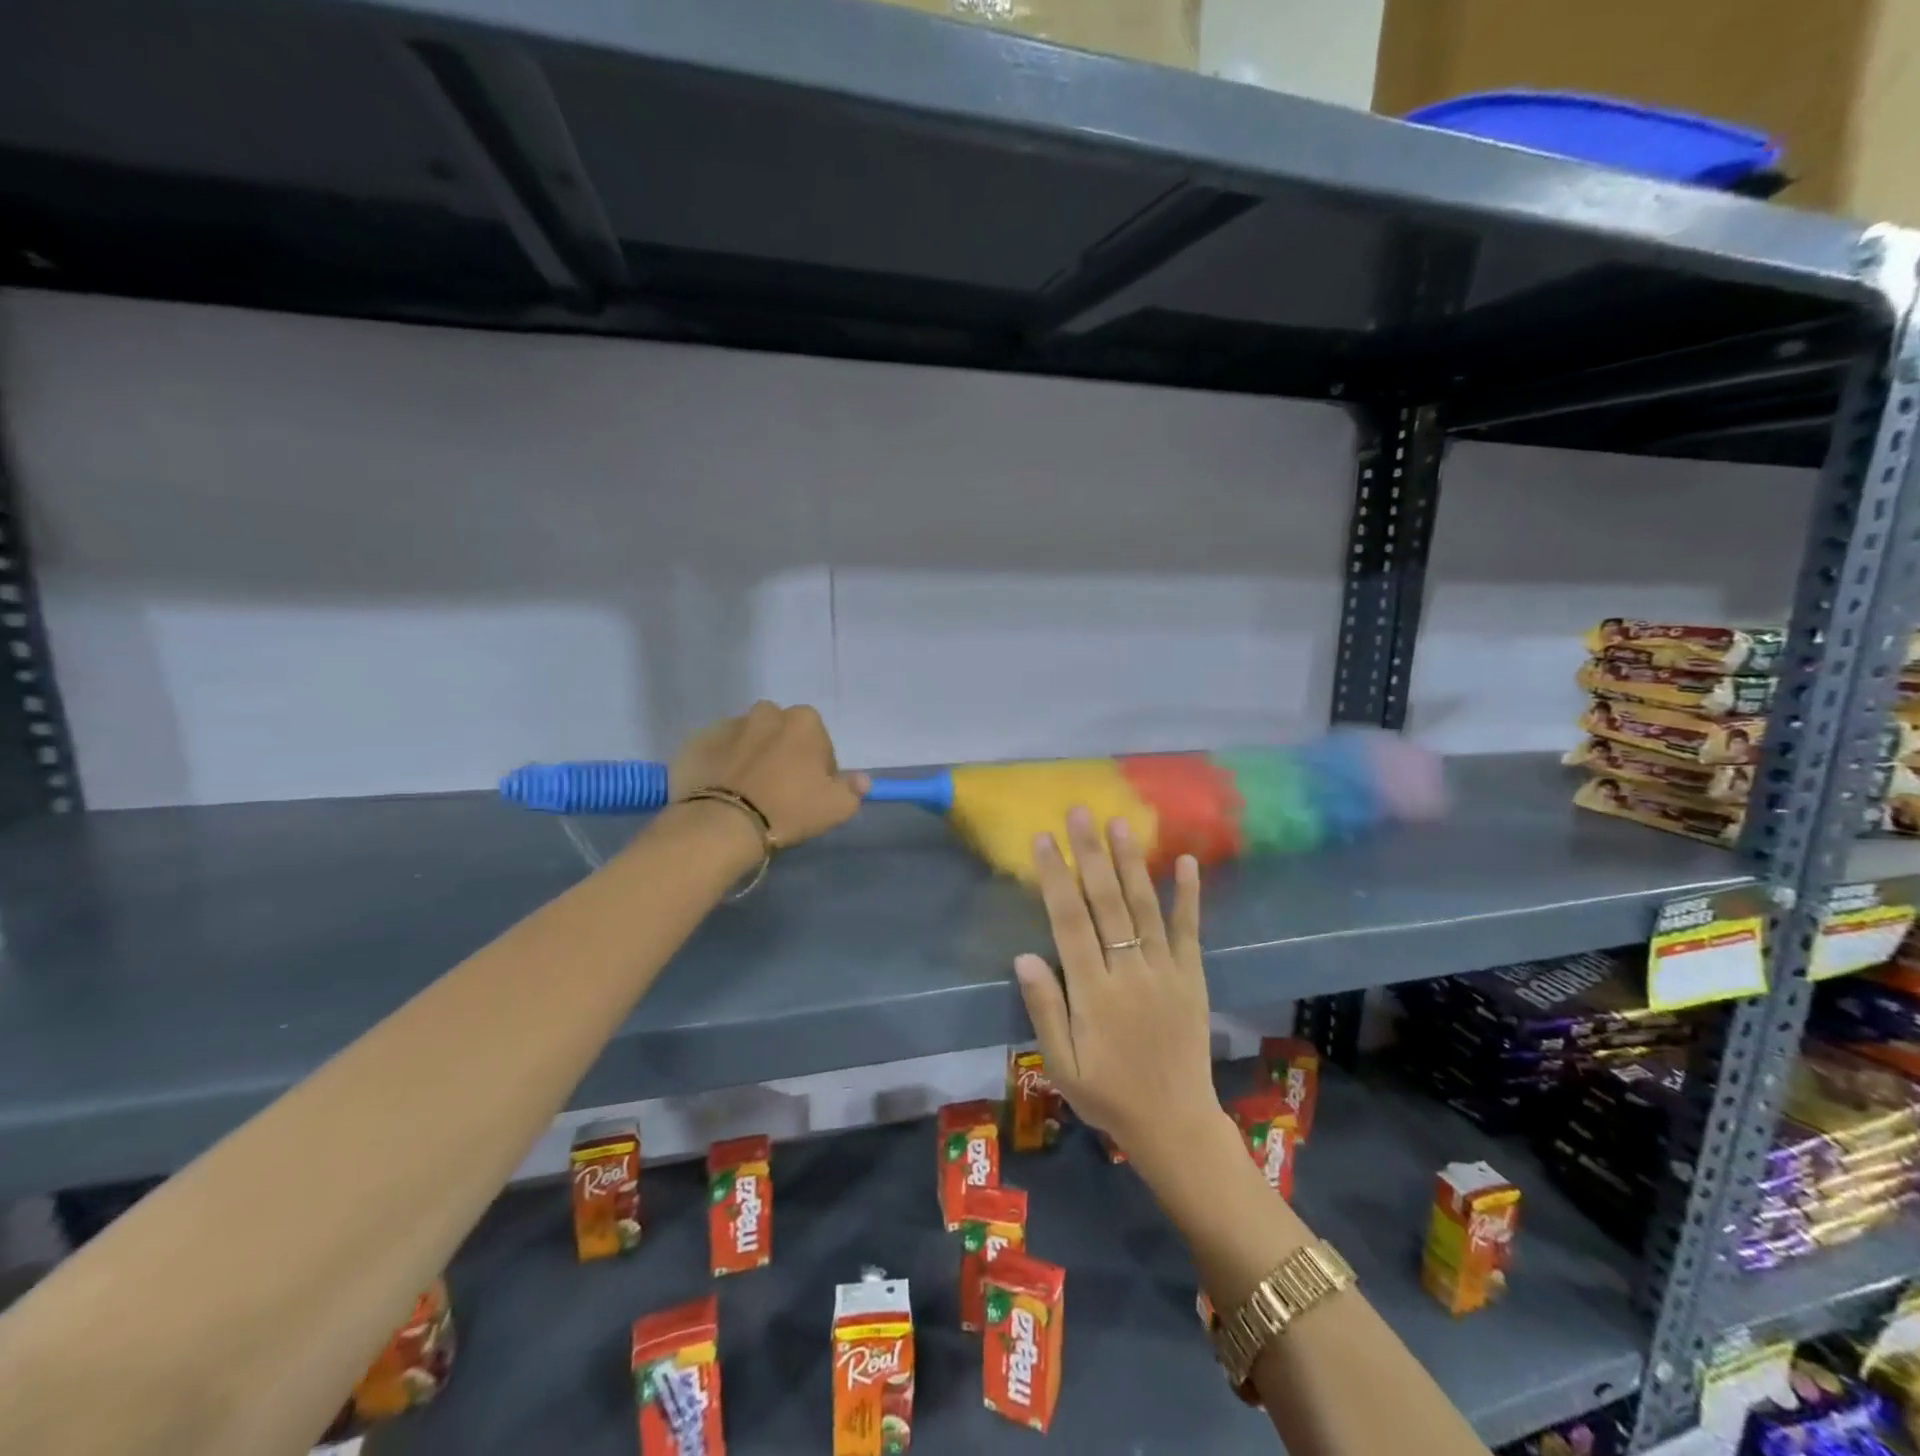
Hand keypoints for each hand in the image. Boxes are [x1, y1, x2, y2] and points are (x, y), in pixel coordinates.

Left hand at [668, 702, 868, 847]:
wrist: (722, 824)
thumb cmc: (789, 810)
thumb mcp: (837, 807)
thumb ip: (853, 789)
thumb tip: (861, 779)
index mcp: (804, 722)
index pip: (819, 741)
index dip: (817, 767)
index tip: (809, 792)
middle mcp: (766, 713)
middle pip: (781, 733)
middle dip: (782, 753)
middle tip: (778, 790)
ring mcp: (727, 725)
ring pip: (747, 739)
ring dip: (750, 756)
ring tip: (745, 792)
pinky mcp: (696, 741)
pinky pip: (716, 751)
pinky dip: (720, 764)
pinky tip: (720, 791)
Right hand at [1011, 808, 1218, 1166]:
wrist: (1175, 1123)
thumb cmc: (1108, 1094)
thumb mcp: (1062, 1064)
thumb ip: (1044, 1009)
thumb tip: (1025, 956)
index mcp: (1094, 992)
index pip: (1069, 922)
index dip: (1055, 877)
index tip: (1044, 840)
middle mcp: (1130, 971)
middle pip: (1106, 902)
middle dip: (1090, 854)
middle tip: (1079, 812)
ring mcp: (1166, 971)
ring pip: (1145, 906)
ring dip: (1131, 862)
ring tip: (1119, 824)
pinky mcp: (1192, 976)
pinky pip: (1189, 930)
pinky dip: (1189, 895)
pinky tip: (1186, 860)